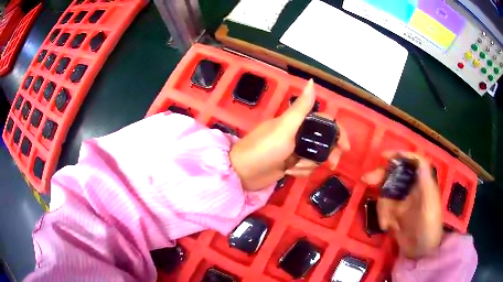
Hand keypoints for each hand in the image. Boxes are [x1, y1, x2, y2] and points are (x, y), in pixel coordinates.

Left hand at [230, 79, 349, 190]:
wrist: (243, 173)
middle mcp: (297, 134)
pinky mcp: (290, 165)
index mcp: (296, 122)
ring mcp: (294, 150)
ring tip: (294, 167)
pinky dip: (300, 171)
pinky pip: (305, 168)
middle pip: (323, 142)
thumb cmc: (264, 148)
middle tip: (332, 164)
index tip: (346, 147)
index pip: (324, 122)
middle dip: (328, 153)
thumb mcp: (285, 127)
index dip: (338, 132)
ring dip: (309, 164)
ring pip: (315, 157)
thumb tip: (312, 81)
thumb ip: (301, 107)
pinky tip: (288, 172)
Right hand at [362, 151, 442, 258]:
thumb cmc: (429, 229)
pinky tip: (387, 227)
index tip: (385, 157)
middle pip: (396, 175)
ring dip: (383, 207)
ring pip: (387, 193)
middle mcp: (413, 189)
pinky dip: (382, 216)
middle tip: (366, 180)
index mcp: (423, 184)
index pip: (414, 163)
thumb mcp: (430, 208)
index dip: (401, 156)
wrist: (420, 253)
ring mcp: (403, 201)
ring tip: (386, 222)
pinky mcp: (395, 213)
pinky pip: (384, 208)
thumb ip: (426, 185)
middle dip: (381, 177)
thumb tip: (420, 161)